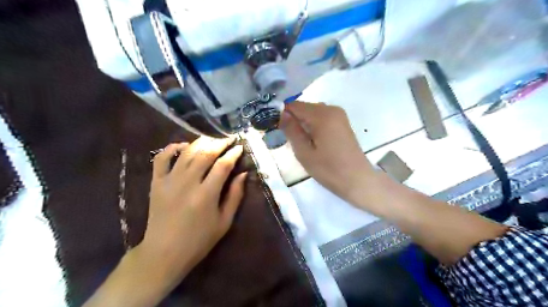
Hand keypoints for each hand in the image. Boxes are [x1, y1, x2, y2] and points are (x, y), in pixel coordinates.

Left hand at [138, 138, 247, 288]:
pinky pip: (162, 158)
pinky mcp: (156, 182)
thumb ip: (235, 196)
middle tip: (229, 140)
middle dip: (219, 143)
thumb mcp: (224, 222)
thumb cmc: (199, 240)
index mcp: (206, 194)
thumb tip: (243, 174)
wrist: (163, 253)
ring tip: (212, 140)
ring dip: (201, 142)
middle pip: (205, 153)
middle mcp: (188, 183)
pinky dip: (172, 147)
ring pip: (186, 152)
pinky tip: (183, 146)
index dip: (233, 153)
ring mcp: (169, 181)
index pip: (223, 165)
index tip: (240, 147)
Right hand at [280, 102, 379, 204]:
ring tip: (299, 141)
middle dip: (293, 119)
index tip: (275, 128)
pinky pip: (322, 117)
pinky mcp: (343, 122)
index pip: (294, 105)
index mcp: (322, 115)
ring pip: (313, 112)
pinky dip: (313, 124)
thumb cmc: (329, 169)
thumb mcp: (304, 152)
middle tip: (287, 138)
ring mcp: (339, 115)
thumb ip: (292, 130)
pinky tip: (312, 140)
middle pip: (304, 107)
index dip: (282, 114)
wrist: (358, 180)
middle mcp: (331, 109)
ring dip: (303, 122)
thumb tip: (281, 114)